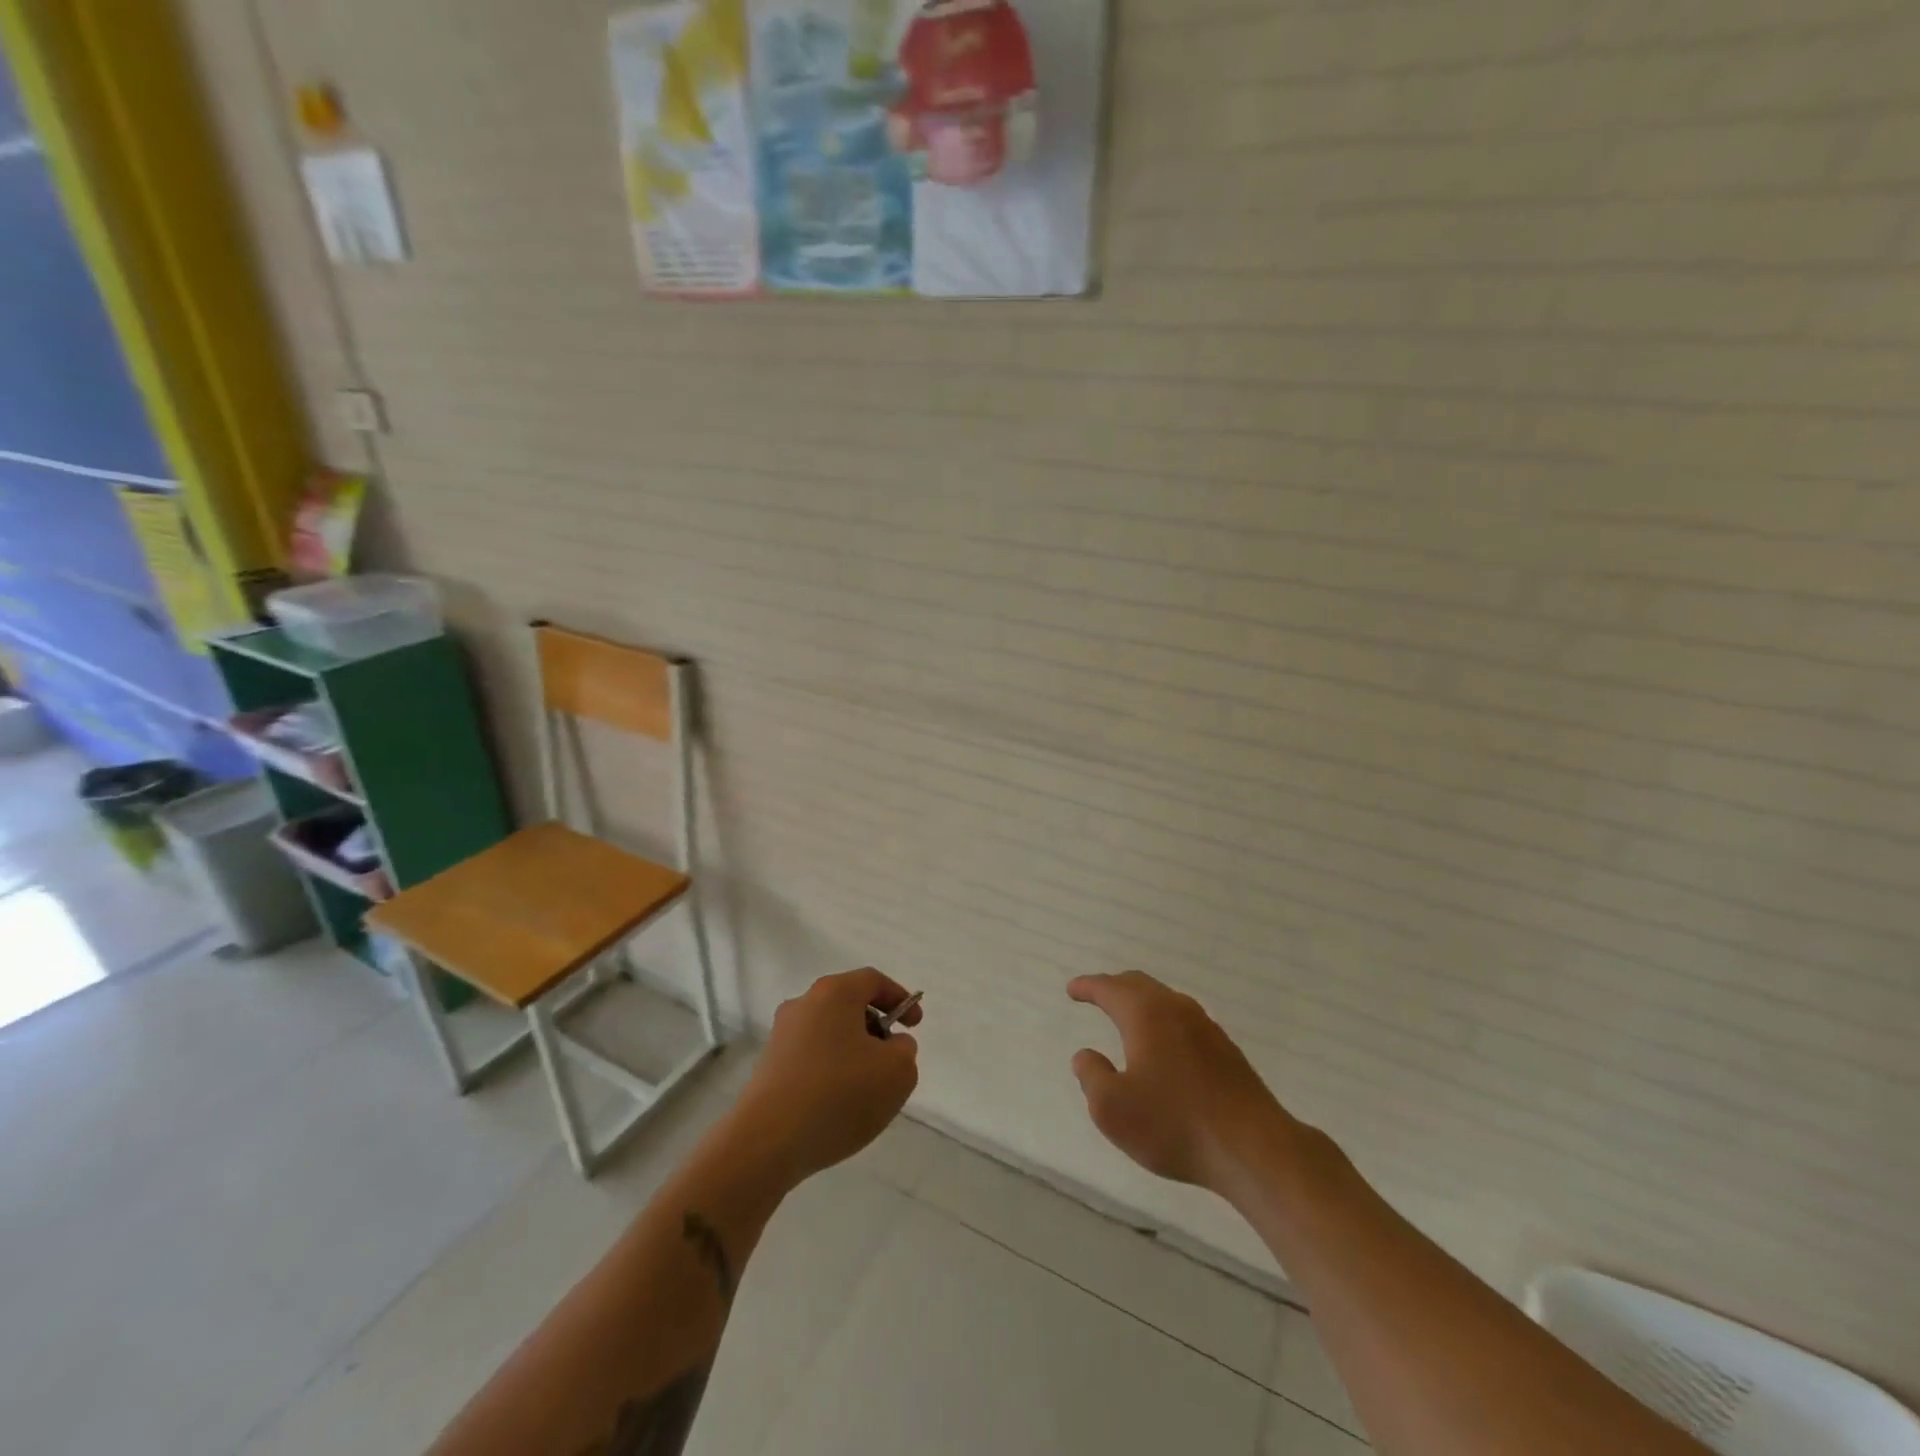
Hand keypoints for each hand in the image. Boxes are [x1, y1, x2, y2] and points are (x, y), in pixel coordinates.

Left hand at [732, 968, 922, 1185]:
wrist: (767, 1142)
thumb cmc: (840, 1094)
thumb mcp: (896, 1072)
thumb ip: (905, 1051)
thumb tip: (892, 1045)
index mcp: (834, 993)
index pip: (873, 981)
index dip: (899, 998)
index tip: (915, 1025)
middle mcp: (803, 1004)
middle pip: (848, 1005)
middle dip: (875, 1028)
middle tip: (891, 1059)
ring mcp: (781, 1036)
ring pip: (829, 1033)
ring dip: (852, 1052)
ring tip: (866, 1090)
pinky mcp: (768, 1068)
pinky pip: (810, 1059)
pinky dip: (830, 1072)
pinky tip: (837, 1106)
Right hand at [1068, 971, 1286, 1193]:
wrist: (1253, 1148)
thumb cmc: (1175, 1124)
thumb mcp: (1113, 1108)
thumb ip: (1091, 1076)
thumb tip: (1085, 1055)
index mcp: (1145, 1014)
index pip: (1109, 988)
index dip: (1087, 987)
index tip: (1072, 990)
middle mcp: (1176, 1009)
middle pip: (1139, 985)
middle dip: (1114, 987)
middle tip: (1095, 994)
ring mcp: (1206, 1028)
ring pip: (1165, 1001)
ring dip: (1141, 1003)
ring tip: (1127, 1017)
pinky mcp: (1226, 1051)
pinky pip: (1183, 1021)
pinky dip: (1163, 1021)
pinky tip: (1163, 1046)